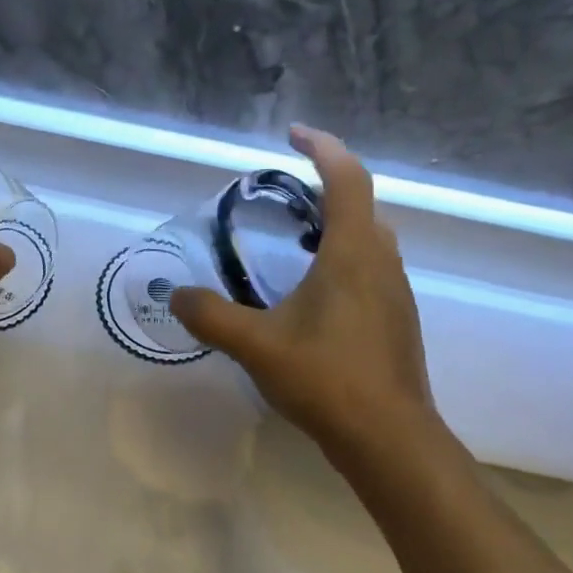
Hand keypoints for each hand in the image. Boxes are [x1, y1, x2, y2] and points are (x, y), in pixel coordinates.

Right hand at [170, 126, 443, 459]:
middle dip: (327, 188)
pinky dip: (343, 262)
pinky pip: (370, 272)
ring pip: (370, 241)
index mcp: (352, 254)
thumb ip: (211, 316)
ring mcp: (396, 295)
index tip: (293, 134)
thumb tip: (176, 295)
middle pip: (362, 206)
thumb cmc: (326, 379)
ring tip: (294, 243)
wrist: (388, 438)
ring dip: (337, 227)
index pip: (347, 178)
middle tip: (285, 197)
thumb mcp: (256, 345)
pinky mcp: (396, 322)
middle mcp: (382, 264)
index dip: (323, 147)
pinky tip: (312, 298)